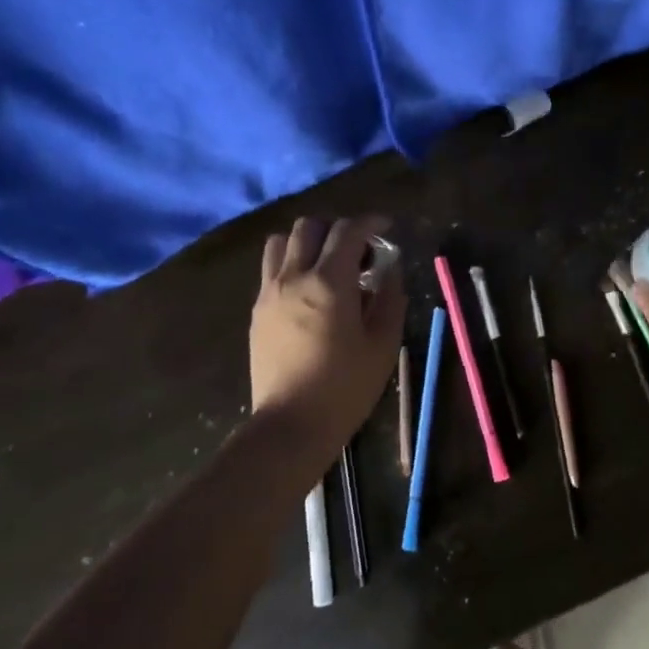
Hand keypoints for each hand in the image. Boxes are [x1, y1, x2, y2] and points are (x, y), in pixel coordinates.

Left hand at [250, 215, 406, 451]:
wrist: (290, 426)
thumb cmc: (345, 387)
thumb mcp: (383, 345)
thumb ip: (390, 298)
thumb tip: (391, 270)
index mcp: (329, 281)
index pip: (348, 230)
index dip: (370, 222)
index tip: (385, 228)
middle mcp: (294, 276)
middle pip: (309, 226)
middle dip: (337, 229)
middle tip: (357, 252)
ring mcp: (269, 292)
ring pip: (281, 241)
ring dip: (307, 242)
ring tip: (326, 265)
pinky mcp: (257, 311)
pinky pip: (271, 269)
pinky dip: (291, 264)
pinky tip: (308, 291)